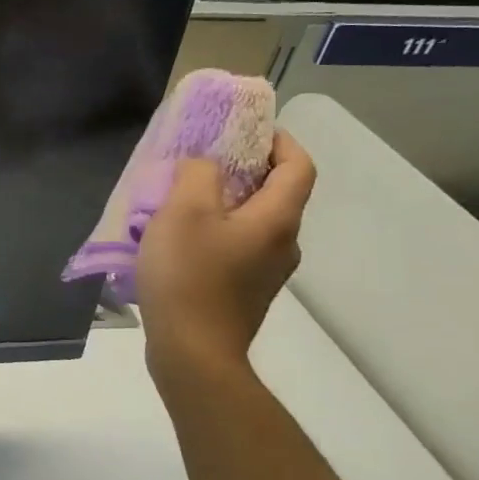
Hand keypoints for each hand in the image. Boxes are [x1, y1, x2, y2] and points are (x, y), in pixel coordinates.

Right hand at [137, 130, 315, 379]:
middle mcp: (283, 244)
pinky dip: (217, 230)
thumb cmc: (189, 275)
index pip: (299, 167)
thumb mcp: (183, 211)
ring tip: (183, 197)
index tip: (247, 128)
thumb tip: (206, 165)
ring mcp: (266, 272)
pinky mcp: (245, 292)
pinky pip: (238, 246)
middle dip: (245, 169)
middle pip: (277, 194)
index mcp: (277, 219)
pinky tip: (179, 238)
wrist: (192, 351)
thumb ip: (197, 174)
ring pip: (254, 222)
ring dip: (226, 201)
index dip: (280, 140)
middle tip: (204, 158)